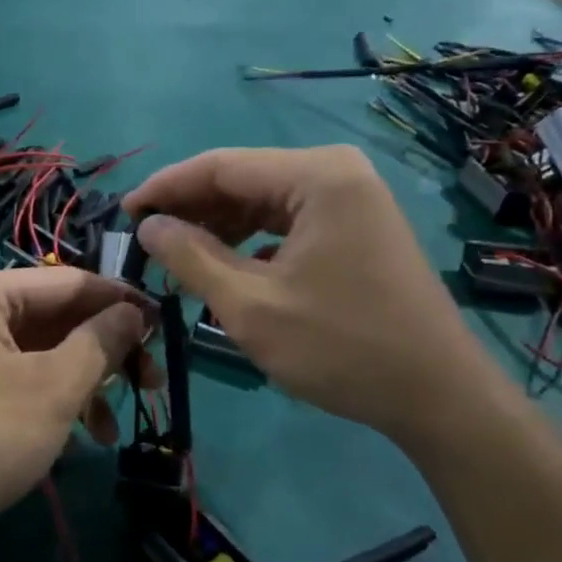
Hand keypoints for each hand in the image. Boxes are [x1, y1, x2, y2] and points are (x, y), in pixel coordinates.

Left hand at [0, 268, 150, 539]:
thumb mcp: (54, 388)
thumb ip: (100, 341)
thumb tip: (137, 312)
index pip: (69, 282)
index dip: (121, 301)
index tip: (165, 325)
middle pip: (58, 316)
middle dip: (106, 350)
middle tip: (152, 380)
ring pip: (45, 350)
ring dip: (87, 381)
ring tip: (118, 423)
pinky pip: (24, 374)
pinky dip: (58, 397)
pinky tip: (88, 433)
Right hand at [125, 146, 501, 445]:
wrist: (438, 396)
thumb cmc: (341, 348)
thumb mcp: (250, 306)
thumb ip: (191, 258)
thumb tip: (148, 225)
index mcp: (316, 175)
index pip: (220, 166)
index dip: (165, 187)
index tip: (123, 212)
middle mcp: (336, 171)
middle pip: (242, 179)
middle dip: (191, 209)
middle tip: (144, 241)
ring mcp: (351, 198)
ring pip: (262, 201)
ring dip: (217, 226)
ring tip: (175, 257)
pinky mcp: (356, 225)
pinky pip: (287, 220)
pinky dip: (250, 239)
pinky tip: (224, 265)